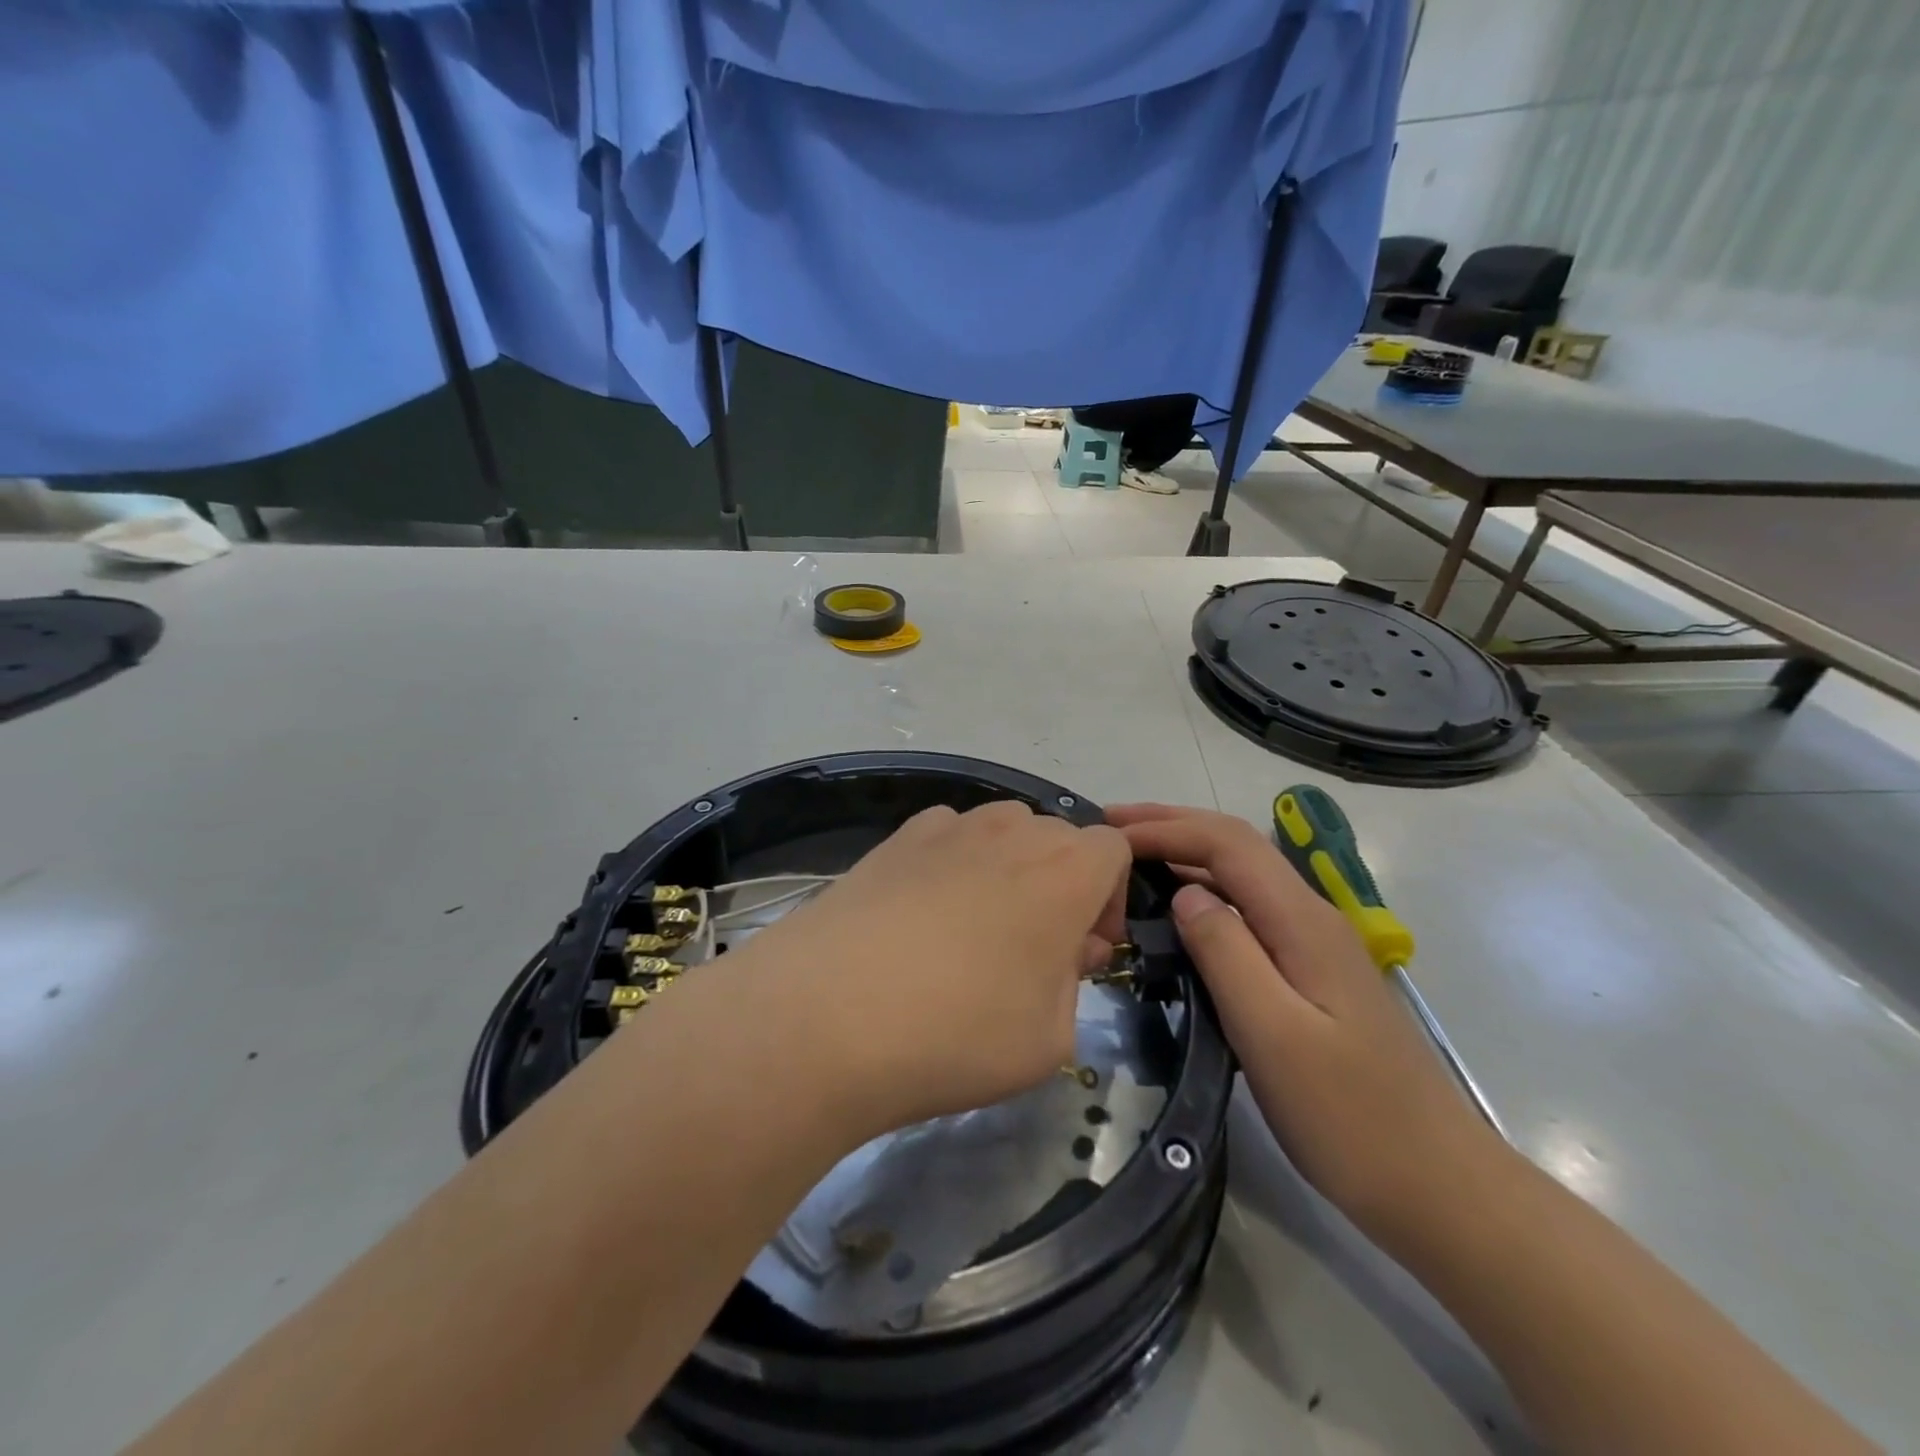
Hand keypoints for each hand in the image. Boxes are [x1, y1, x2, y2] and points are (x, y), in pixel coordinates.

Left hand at [742, 801, 1130, 1134]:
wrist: (827, 1015)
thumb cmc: (958, 1032)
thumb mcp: (1050, 1039)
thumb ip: (1073, 983)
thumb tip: (1063, 949)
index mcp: (1066, 871)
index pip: (1114, 849)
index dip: (1108, 899)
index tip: (1082, 951)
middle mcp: (1011, 831)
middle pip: (1057, 838)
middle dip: (1061, 885)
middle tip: (1032, 951)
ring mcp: (948, 827)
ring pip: (1001, 831)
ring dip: (1008, 870)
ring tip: (973, 931)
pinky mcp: (895, 838)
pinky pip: (947, 837)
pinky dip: (953, 864)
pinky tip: (921, 917)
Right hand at [1108, 803, 1510, 1248]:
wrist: (1438, 1186)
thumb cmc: (1349, 1115)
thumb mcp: (1273, 1034)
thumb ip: (1226, 952)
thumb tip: (1184, 892)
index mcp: (1302, 921)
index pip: (1227, 843)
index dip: (1166, 828)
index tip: (1109, 835)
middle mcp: (1311, 917)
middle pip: (1236, 846)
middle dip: (1171, 826)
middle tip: (1108, 828)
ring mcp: (1314, 945)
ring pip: (1242, 875)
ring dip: (1185, 853)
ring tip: (1129, 858)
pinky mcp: (1311, 973)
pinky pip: (1248, 909)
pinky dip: (1203, 891)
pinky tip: (1177, 911)